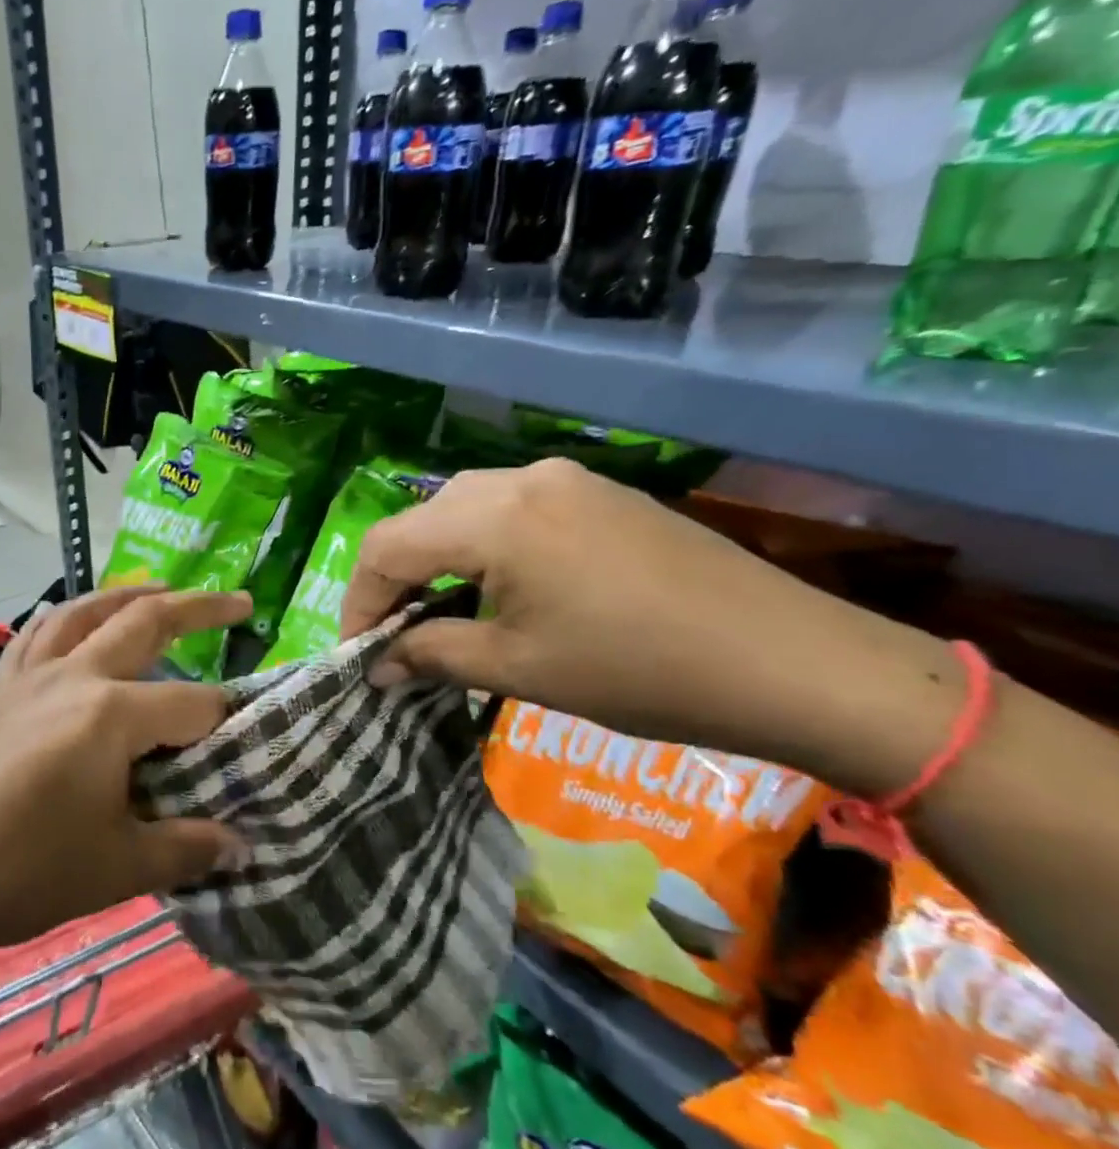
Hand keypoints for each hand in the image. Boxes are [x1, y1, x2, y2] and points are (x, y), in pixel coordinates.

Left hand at [0, 586, 251, 965]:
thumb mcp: (115, 869)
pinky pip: (37, 636)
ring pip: (85, 613)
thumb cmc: (18, 870)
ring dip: (128, 595)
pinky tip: (73, 627)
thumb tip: (241, 846)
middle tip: (240, 601)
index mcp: (111, 714)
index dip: (225, 725)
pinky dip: (66, 620)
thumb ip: (185, 850)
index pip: (192, 706)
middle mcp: (73, 676)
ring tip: (159, 590)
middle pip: (145, 623)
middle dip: (198, 607)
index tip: (247, 747)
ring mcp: (28, 677)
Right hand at [340, 459, 957, 792]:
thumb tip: (377, 665)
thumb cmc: (639, 671)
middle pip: (421, 521)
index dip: (358, 602)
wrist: (793, 661)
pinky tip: (497, 589)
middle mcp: (522, 478)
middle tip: (393, 637)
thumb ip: (431, 654)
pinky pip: (511, 509)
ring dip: (436, 562)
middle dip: (394, 581)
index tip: (356, 654)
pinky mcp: (599, 494)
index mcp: (495, 516)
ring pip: (463, 509)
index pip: (386, 546)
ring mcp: (566, 479)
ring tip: (439, 616)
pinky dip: (481, 548)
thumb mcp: (518, 669)